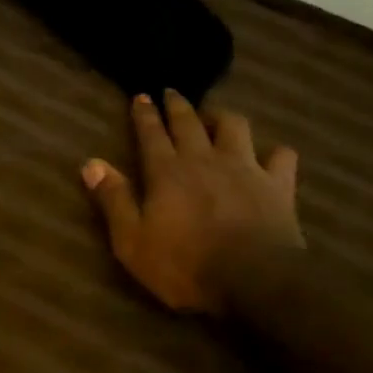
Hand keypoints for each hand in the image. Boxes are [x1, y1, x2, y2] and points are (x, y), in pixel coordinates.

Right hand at [82, 91, 303, 313]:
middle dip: (178, 105)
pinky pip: (281, 155)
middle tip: (171, 92)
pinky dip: (274, 152)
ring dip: (222, 117)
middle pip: (189, 122)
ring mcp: (246, 168)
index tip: (141, 96)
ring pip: (234, 126)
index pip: (151, 134)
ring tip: (215, 117)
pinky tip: (270, 155)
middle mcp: (205, 159)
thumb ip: (114, 200)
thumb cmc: (183, 266)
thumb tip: (91, 163)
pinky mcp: (278, 185)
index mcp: (167, 172)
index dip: (144, 114)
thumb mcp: (132, 241)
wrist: (252, 280)